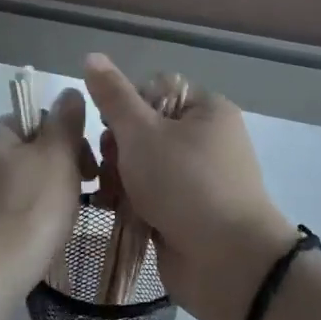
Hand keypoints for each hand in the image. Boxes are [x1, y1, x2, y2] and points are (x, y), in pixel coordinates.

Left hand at [0, 88, 93, 293]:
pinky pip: (2, 212)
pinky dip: (22, 220)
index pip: (38, 120)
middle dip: (58, 171)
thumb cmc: (25, 214)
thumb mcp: (57, 159)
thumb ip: (65, 122)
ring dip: (43, 197)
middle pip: (28, 153)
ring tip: (59, 226)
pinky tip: (34, 242)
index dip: (71, 142)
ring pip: (17, 184)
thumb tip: (69, 91)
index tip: (92, 172)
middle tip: (81, 200)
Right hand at [83, 54, 295, 319]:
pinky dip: (133, 203)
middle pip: (144, 129)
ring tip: (111, 196)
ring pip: (142, 165)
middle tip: (112, 168)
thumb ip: (114, 97)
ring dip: (120, 179)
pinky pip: (150, 196)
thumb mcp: (143, 133)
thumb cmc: (185, 185)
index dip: (125, 106)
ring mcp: (197, 179)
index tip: (110, 127)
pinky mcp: (187, 212)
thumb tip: (92, 57)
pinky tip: (116, 213)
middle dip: (118, 149)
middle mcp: (206, 140)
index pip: (153, 89)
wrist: (227, 262)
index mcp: (206, 110)